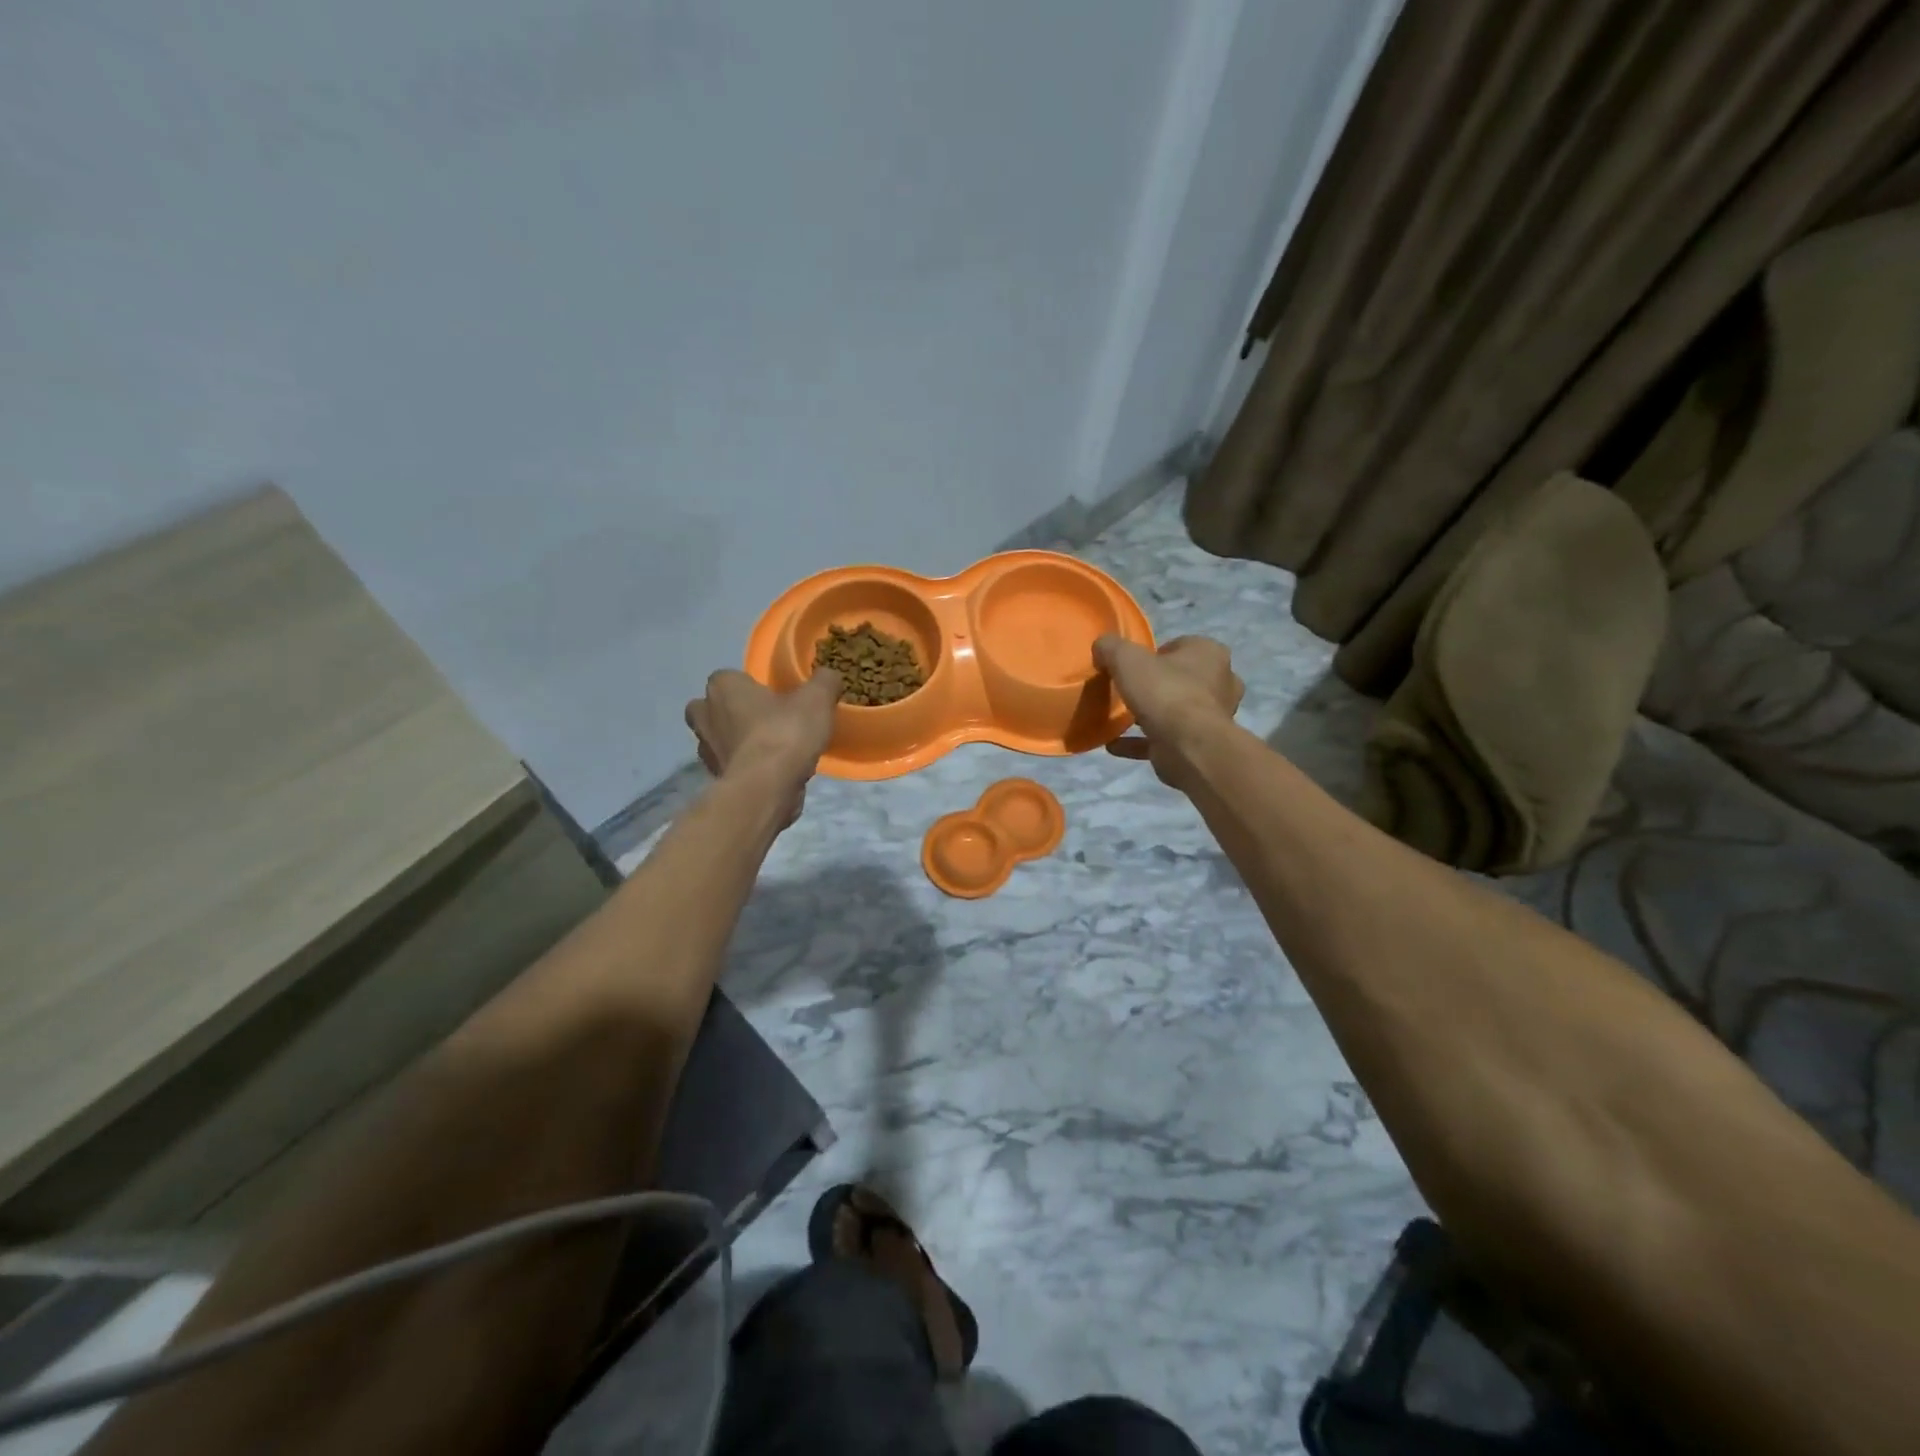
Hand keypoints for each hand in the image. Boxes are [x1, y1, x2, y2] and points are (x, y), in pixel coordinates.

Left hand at [685, 669, 843, 824]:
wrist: (766, 789)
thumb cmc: (785, 733)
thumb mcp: (817, 699)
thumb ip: (824, 682)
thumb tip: (828, 675)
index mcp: (722, 686)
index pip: (729, 677)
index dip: (750, 685)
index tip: (774, 696)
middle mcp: (704, 715)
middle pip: (715, 708)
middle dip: (733, 713)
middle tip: (766, 719)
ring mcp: (706, 750)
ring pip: (720, 738)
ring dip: (739, 741)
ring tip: (773, 748)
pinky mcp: (716, 778)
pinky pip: (731, 765)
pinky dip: (746, 766)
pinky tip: (772, 771)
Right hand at [1094, 635, 1243, 788]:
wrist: (1187, 745)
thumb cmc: (1164, 692)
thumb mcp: (1127, 658)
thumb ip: (1111, 647)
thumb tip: (1101, 647)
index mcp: (1210, 653)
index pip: (1180, 646)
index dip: (1154, 655)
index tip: (1132, 667)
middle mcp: (1220, 682)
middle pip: (1181, 679)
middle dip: (1157, 685)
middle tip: (1129, 691)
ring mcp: (1213, 716)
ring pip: (1176, 710)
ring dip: (1151, 715)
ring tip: (1120, 718)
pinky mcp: (1199, 744)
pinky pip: (1164, 739)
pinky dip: (1140, 742)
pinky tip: (1114, 744)